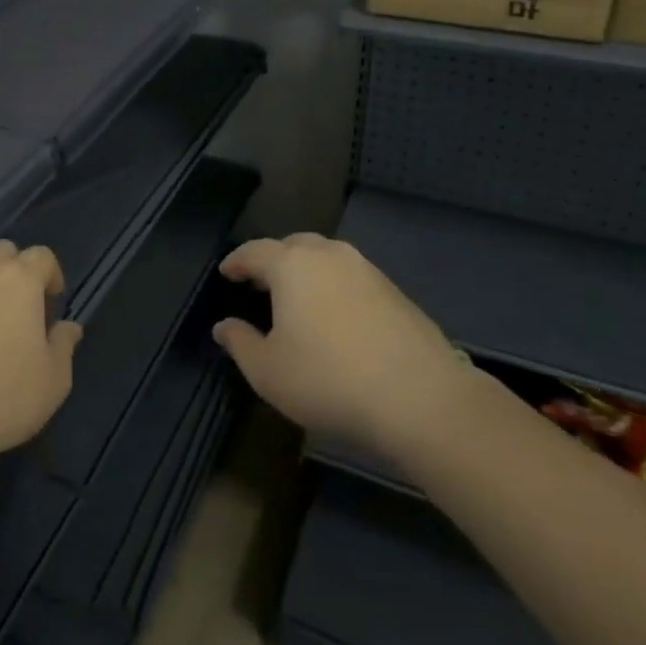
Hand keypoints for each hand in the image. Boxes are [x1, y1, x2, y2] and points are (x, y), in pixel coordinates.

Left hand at [0, 241, 82, 492]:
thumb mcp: (53, 381)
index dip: (51, 274)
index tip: (52, 303)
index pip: (42, 256)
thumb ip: (64, 345)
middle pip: (2, 252)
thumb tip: (68, 326)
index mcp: (19, 281)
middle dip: (14, 270)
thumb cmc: (2, 399)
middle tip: (18, 306)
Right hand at [214, 234, 468, 460]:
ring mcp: (367, 270)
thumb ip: (240, 343)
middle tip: (261, 283)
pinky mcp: (396, 291)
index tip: (226, 272)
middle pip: (293, 245)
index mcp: (291, 264)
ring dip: (307, 271)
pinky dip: (335, 288)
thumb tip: (223, 326)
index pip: (254, 251)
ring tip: (298, 299)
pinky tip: (336, 317)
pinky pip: (352, 278)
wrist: (422, 399)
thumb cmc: (329, 380)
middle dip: (273, 260)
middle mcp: (329, 255)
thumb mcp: (268, 371)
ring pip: (327, 258)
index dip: (236, 262)